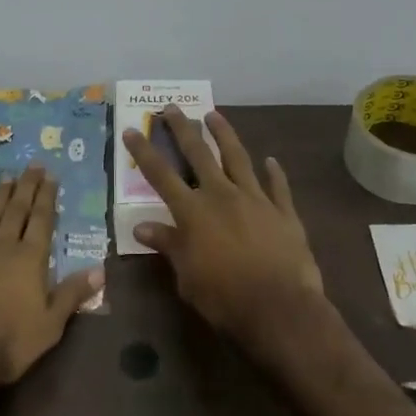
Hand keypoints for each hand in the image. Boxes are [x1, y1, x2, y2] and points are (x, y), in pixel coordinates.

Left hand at [0, 163, 104, 386]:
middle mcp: (3, 247)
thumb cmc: (9, 342)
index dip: (47, 197)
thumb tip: (100, 269)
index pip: (42, 221)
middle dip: (26, 187)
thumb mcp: (51, 324)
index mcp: (30, 259)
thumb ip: (73, 294)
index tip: (50, 176)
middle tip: (32, 165)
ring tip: (6, 177)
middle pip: (17, 211)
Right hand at [121, 106, 324, 342]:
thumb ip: (168, 245)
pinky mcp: (283, 212)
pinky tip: (271, 160)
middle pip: (198, 154)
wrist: (279, 308)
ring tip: (214, 115)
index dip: (144, 152)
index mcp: (193, 212)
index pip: (161, 175)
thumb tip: (141, 227)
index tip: (131, 130)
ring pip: (238, 158)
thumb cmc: (223, 298)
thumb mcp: (186, 276)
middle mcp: (222, 195)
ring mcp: (255, 199)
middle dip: (182, 129)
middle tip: (172, 107)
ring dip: (225, 135)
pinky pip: (278, 186)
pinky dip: (274, 172)